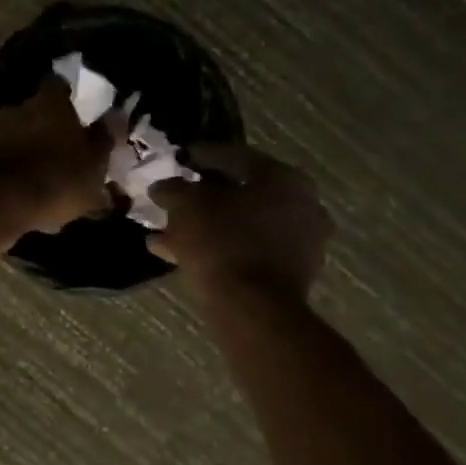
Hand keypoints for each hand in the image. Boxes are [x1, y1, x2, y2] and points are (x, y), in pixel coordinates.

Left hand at [0, 79, 113, 233]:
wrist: (0, 202)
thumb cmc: (58, 177)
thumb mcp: (94, 163)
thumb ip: (104, 138)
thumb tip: (116, 115)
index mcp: (49, 102)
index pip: (58, 85)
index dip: (68, 95)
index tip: (77, 110)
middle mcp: (19, 108)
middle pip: (36, 111)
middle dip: (48, 126)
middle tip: (64, 147)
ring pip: (19, 136)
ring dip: (30, 149)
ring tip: (46, 175)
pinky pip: (5, 159)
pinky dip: (15, 169)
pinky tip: (28, 191)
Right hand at [152, 144, 331, 299]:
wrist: (252, 308)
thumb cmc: (222, 241)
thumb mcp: (187, 206)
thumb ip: (174, 189)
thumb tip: (163, 186)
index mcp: (283, 178)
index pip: (235, 156)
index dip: (201, 156)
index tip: (178, 160)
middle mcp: (302, 204)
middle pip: (240, 193)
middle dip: (203, 197)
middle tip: (175, 200)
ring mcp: (301, 241)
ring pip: (241, 225)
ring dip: (205, 226)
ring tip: (166, 234)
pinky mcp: (291, 273)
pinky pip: (247, 250)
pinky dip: (219, 248)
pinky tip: (181, 255)